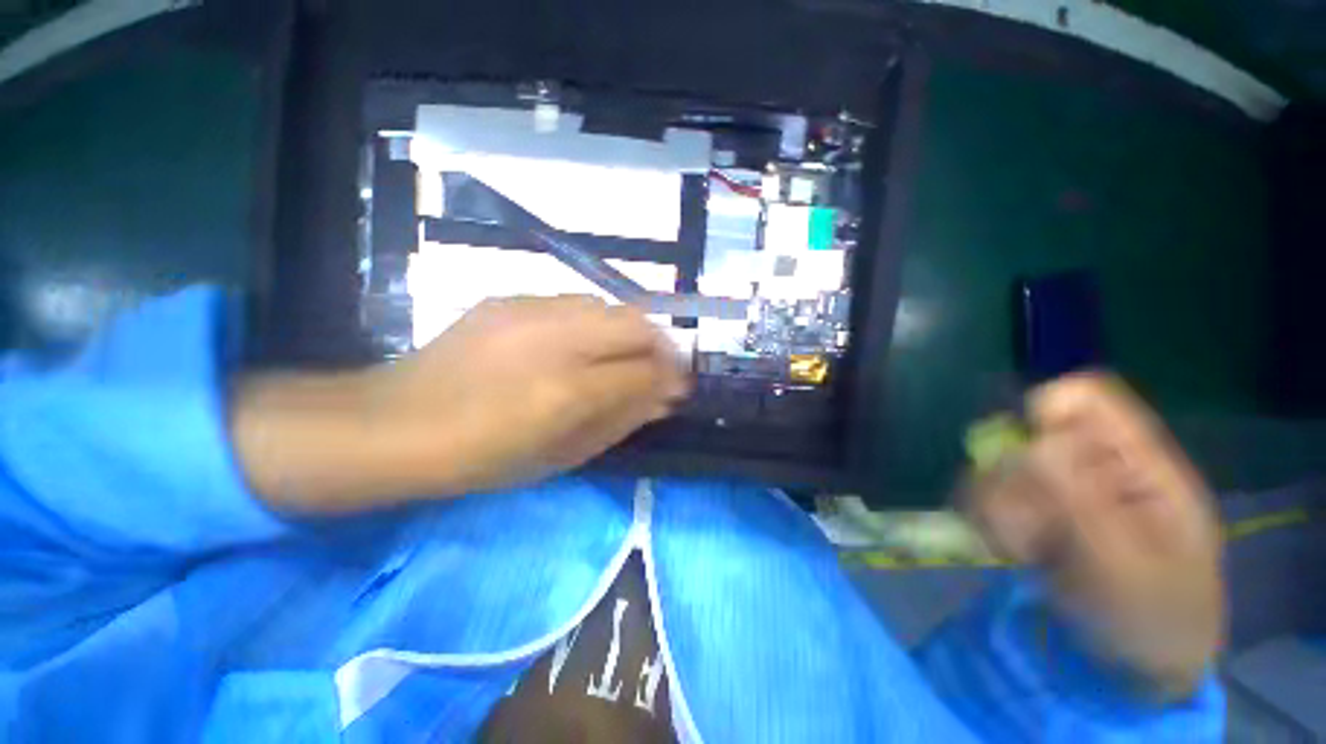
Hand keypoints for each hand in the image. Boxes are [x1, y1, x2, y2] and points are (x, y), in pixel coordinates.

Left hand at [372, 295, 688, 492]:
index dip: (672, 376)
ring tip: (623, 357)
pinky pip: (574, 303)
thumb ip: (621, 420)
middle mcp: (554, 338)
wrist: (393, 423)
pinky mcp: (508, 299)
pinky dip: (595, 323)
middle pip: (635, 322)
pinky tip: (581, 344)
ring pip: (608, 305)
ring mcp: (528, 310)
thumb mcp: (562, 454)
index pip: (644, 370)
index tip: (681, 385)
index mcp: (566, 390)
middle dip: (661, 344)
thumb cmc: (483, 457)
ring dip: (629, 331)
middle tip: (661, 368)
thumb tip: (666, 397)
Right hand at [967, 374, 1223, 697]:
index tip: (1027, 459)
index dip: (1045, 411)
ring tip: (1019, 549)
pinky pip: (984, 494)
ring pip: (996, 465)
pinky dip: (985, 519)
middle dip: (1015, 481)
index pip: (1086, 397)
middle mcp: (1092, 466)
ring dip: (995, 505)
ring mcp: (1059, 489)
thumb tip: (1031, 446)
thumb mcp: (1130, 566)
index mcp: (1139, 464)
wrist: (1140, 662)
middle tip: (1029, 530)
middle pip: (1026, 435)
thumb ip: (1083, 503)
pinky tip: (1007, 550)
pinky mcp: (1030, 512)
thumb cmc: (1156, 616)